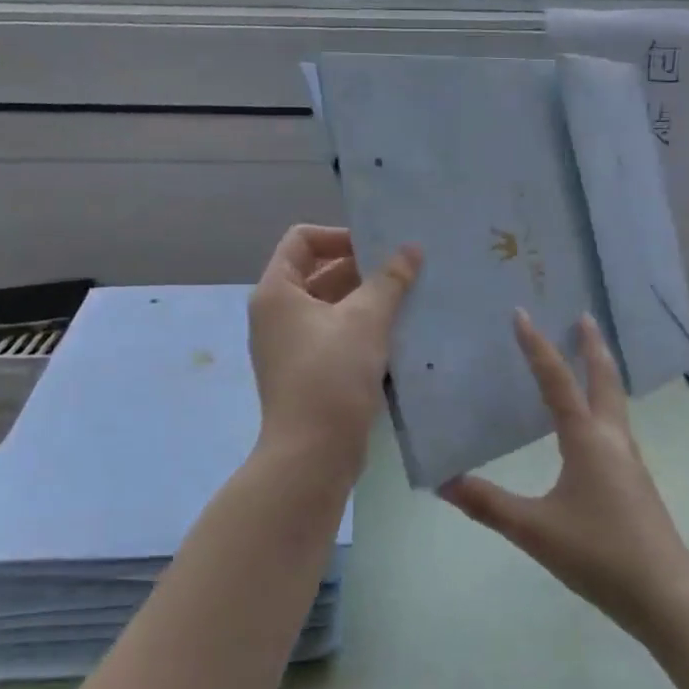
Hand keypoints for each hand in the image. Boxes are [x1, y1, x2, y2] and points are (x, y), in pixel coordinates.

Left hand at [248, 224, 420, 477]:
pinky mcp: (308, 373)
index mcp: (277, 291)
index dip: (340, 236)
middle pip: (319, 273)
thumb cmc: (332, 375)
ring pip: (332, 307)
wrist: (313, 453)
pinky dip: (363, 330)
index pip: (302, 240)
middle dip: (362, 269)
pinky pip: (336, 337)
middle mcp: (277, 314)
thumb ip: (390, 280)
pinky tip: (399, 336)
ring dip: (367, 301)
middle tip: (406, 271)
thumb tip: (411, 248)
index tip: (379, 249)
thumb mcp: (366, 320)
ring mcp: (291, 346)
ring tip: (410, 300)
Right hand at [440, 310, 688, 633]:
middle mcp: (612, 439)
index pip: (557, 381)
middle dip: (592, 346)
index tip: (522, 314)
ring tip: (587, 357)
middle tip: (583, 316)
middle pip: (604, 379)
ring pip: (615, 401)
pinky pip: (617, 424)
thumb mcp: (534, 530)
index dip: (537, 347)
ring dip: (601, 372)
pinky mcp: (635, 479)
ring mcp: (629, 458)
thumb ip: (488, 504)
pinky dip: (603, 404)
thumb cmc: (598, 553)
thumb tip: (443, 482)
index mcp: (588, 440)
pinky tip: (593, 423)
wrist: (663, 592)